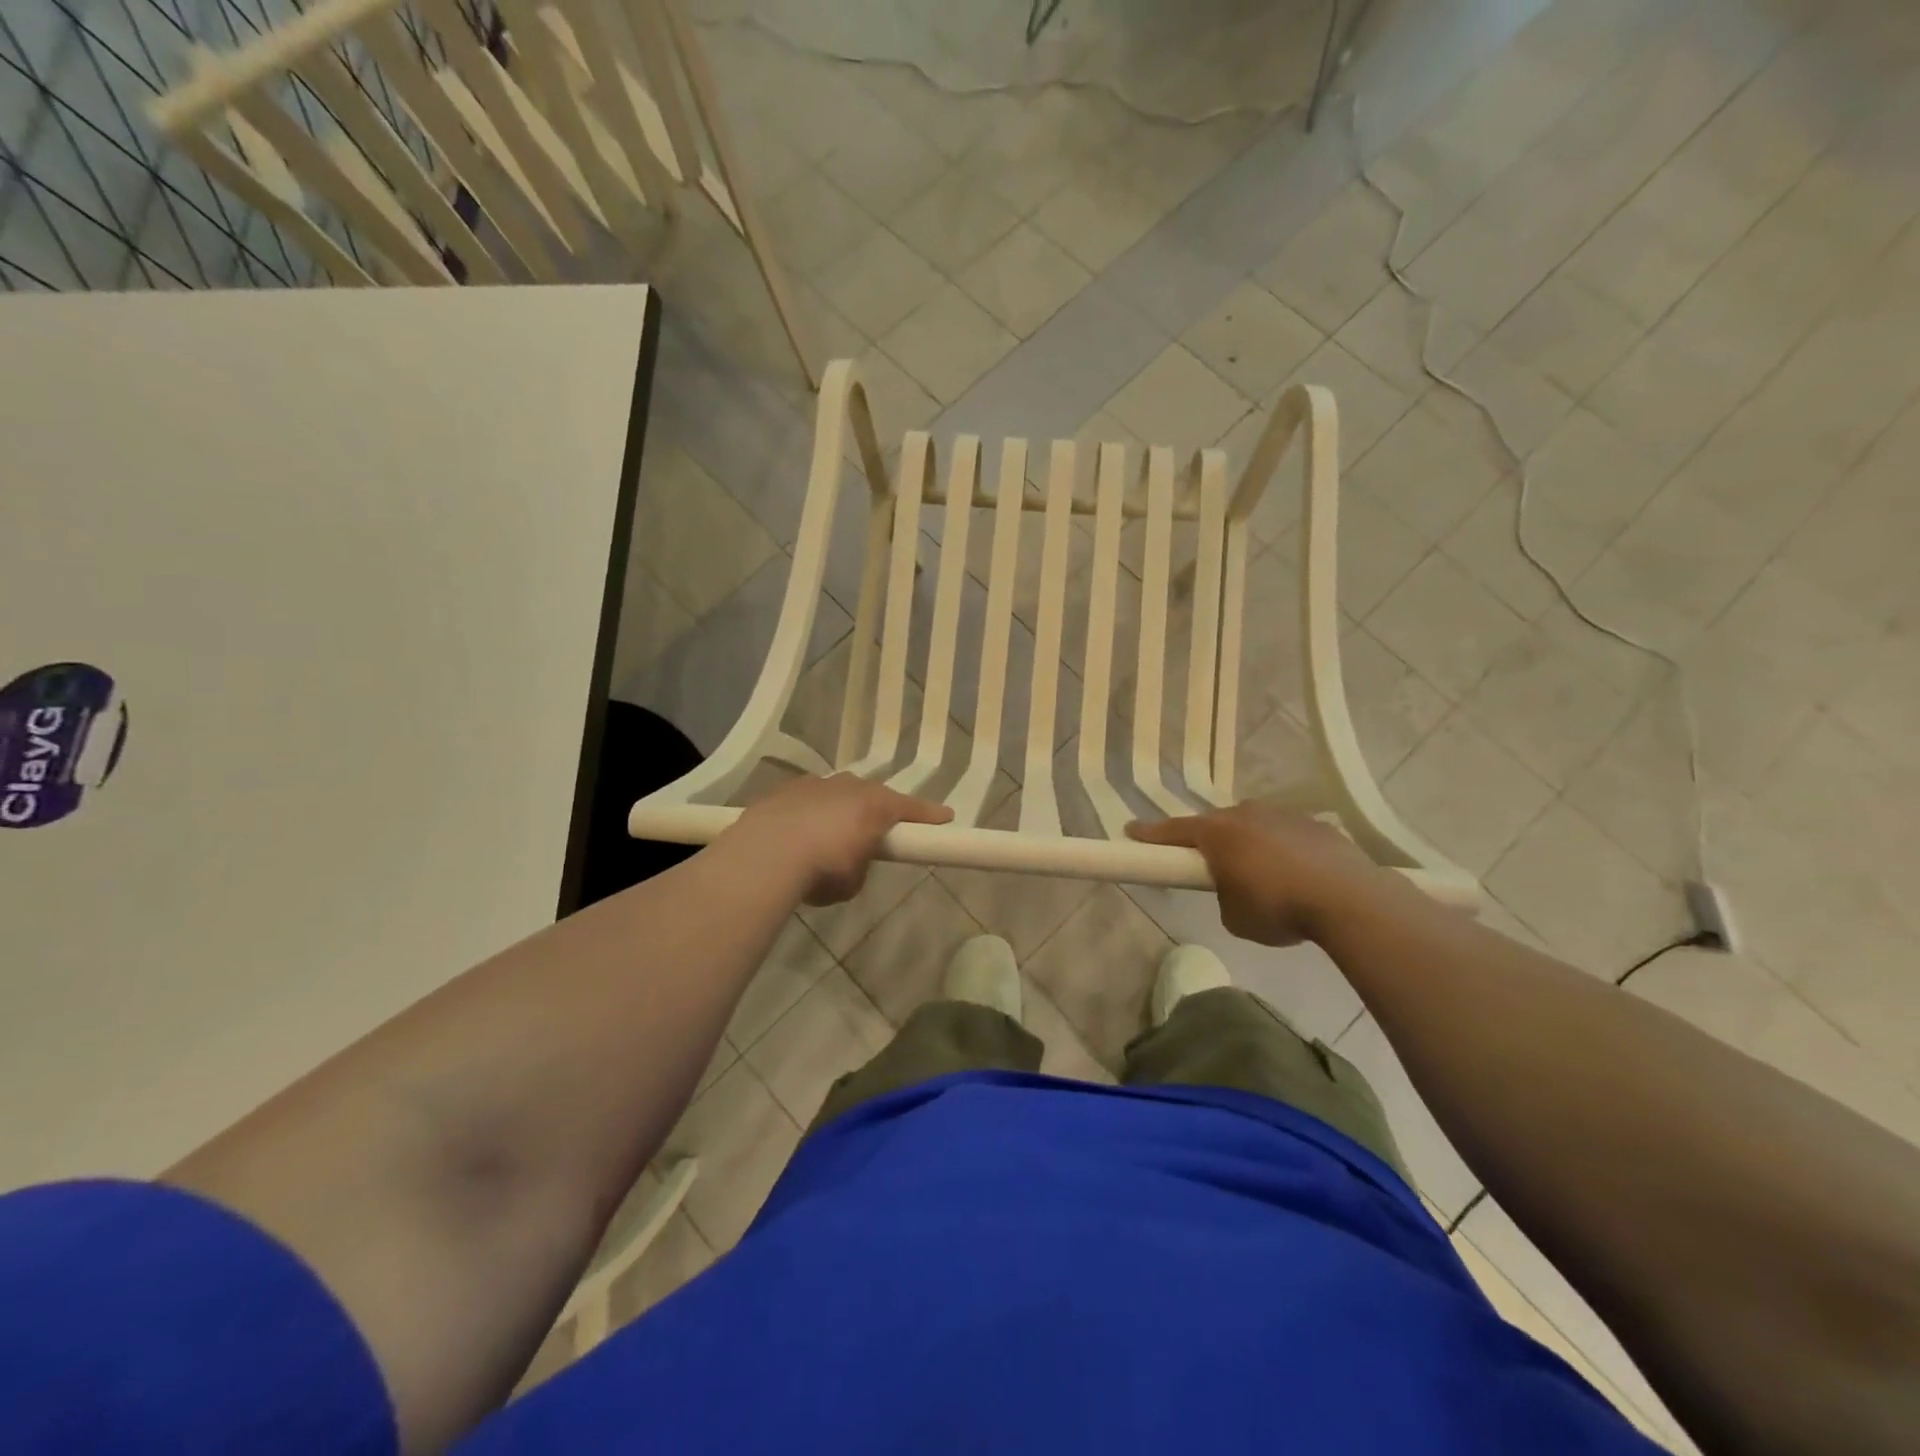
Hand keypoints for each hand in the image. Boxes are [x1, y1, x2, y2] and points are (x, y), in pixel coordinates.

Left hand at [731, 773, 952, 905]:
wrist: (764, 855)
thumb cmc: (822, 870)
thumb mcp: (853, 881)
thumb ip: (861, 864)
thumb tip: (850, 860)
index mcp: (876, 806)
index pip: (912, 809)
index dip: (930, 816)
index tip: (946, 818)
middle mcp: (849, 786)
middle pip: (873, 796)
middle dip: (877, 812)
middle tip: (876, 832)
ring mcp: (815, 783)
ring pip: (837, 794)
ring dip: (839, 810)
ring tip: (829, 836)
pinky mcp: (785, 789)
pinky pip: (807, 800)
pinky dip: (809, 813)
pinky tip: (798, 833)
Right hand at [1128, 804, 1391, 945]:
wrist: (1348, 898)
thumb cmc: (1278, 908)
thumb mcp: (1235, 917)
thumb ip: (1224, 896)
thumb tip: (1235, 889)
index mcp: (1218, 833)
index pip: (1173, 830)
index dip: (1150, 834)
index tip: (1131, 831)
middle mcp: (1246, 814)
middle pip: (1216, 824)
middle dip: (1209, 841)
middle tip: (1208, 863)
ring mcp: (1283, 815)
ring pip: (1253, 826)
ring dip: (1249, 844)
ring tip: (1260, 875)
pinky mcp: (1315, 825)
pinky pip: (1285, 835)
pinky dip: (1282, 851)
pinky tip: (1295, 875)